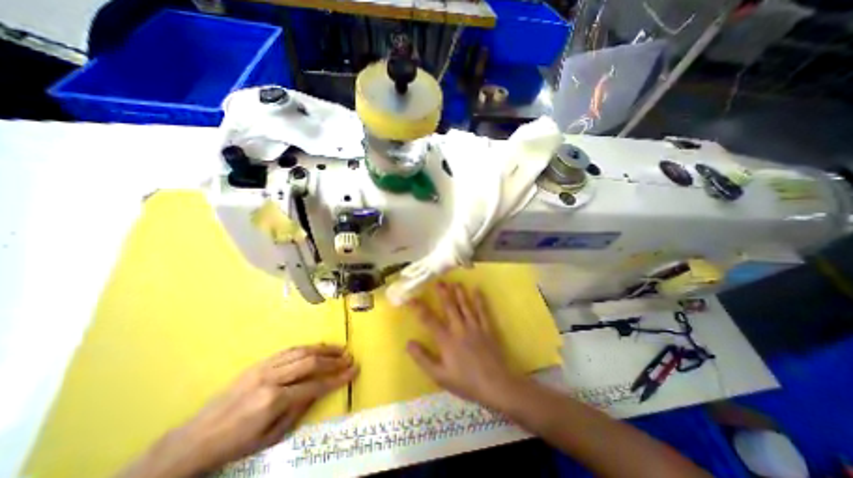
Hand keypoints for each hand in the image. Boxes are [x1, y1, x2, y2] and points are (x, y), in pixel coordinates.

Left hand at [118, 346, 357, 476]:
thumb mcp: (271, 437)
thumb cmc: (237, 444)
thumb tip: (319, 389)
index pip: (315, 385)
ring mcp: (264, 368)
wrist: (196, 439)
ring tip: (339, 349)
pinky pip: (288, 350)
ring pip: (301, 351)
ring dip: (323, 349)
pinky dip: (306, 347)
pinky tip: (317, 347)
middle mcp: (271, 379)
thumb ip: (299, 410)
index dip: (337, 378)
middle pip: (310, 362)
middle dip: (333, 359)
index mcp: (274, 400)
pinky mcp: (259, 363)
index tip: (353, 371)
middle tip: (349, 357)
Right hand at [405, 281, 519, 408]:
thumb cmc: (465, 382)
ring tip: (455, 282)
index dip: (419, 308)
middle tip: (438, 281)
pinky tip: (477, 290)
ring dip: (459, 293)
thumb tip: (408, 343)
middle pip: (449, 307)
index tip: (412, 298)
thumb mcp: (439, 376)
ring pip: (465, 306)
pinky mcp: (487, 329)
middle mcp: (459, 329)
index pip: (429, 320)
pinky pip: (482, 311)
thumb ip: (423, 359)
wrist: (495, 385)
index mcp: (446, 340)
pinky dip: (479, 300)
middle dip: (443, 293)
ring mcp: (474, 327)